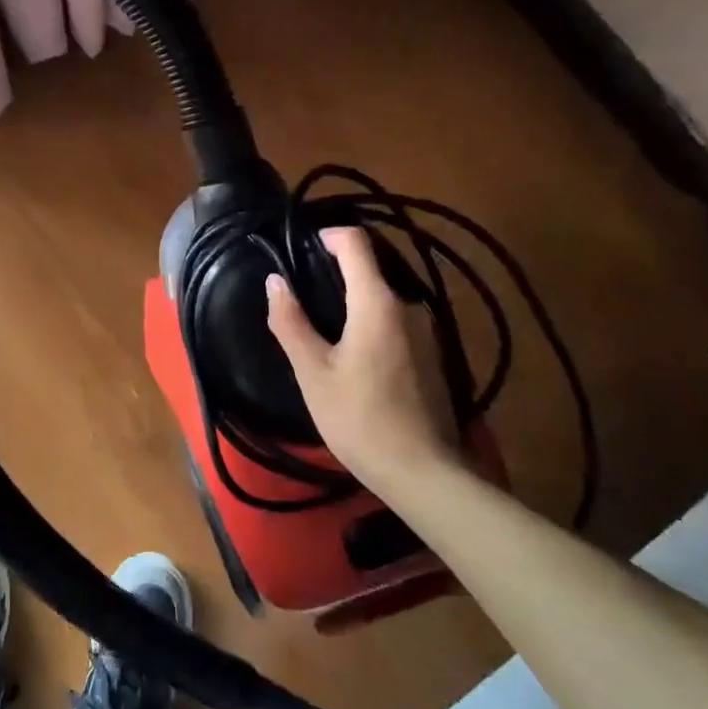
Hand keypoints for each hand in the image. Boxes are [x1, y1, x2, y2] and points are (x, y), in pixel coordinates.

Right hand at [265, 227, 459, 498]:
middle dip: (334, 271)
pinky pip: (394, 320)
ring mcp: (426, 330)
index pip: (356, 242)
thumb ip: (291, 321)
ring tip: (321, 326)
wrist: (422, 472)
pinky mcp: (432, 353)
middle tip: (300, 294)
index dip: (327, 235)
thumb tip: (275, 280)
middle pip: (369, 268)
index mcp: (377, 302)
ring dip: (351, 300)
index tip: (300, 249)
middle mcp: (408, 305)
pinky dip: (369, 321)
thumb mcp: (312, 372)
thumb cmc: (358, 418)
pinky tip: (351, 353)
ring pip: (382, 297)